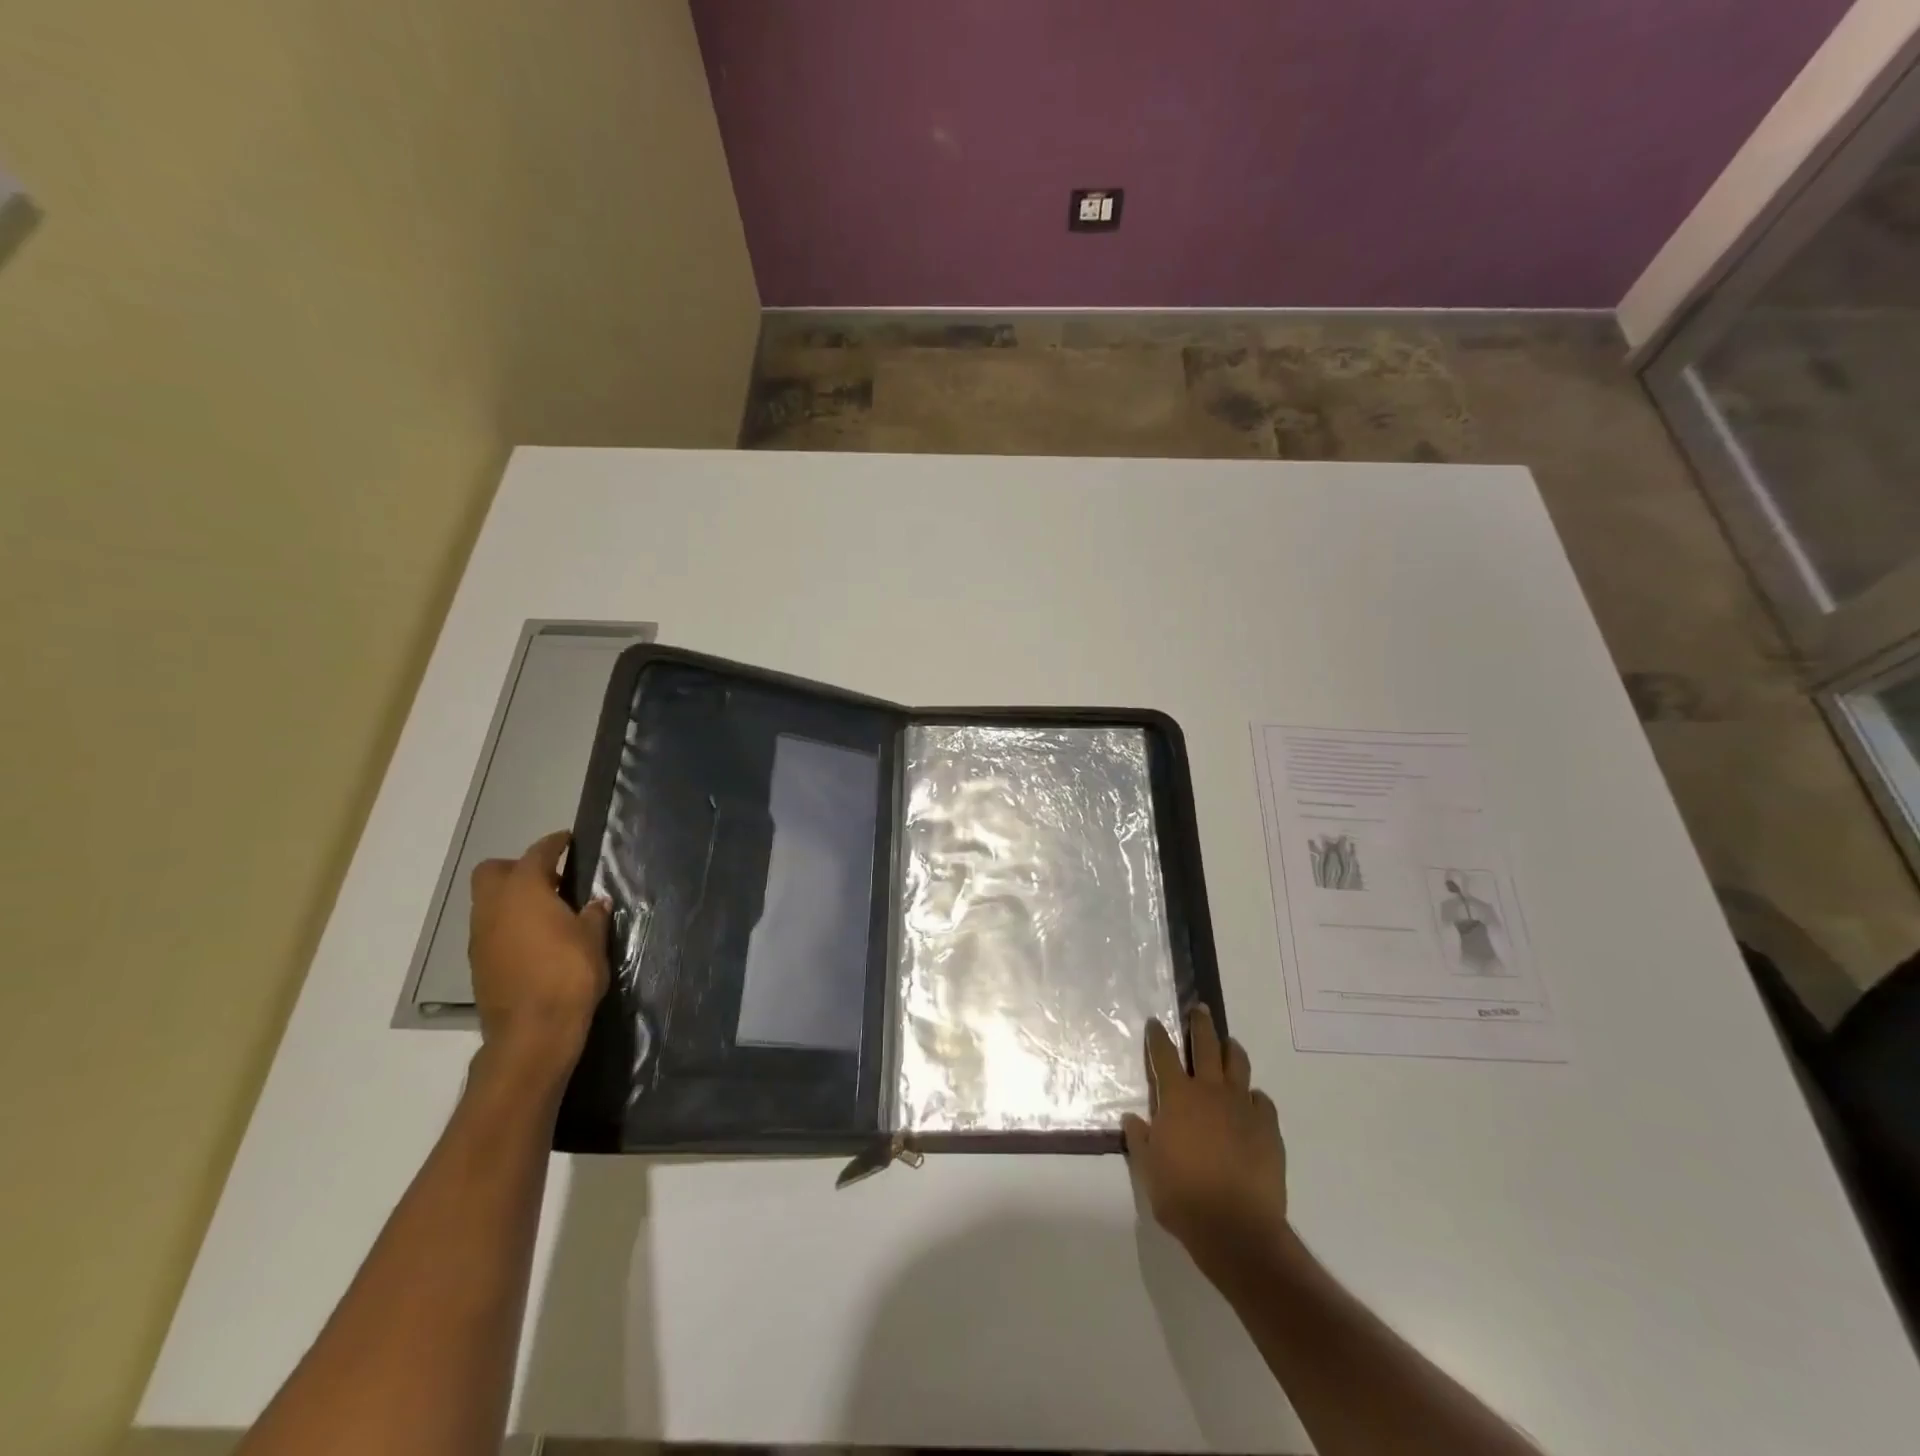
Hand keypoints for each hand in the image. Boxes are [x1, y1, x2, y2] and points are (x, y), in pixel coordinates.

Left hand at [468, 830, 610, 1085]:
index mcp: (524, 891)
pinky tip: (536, 939)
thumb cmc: (569, 974)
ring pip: (488, 901)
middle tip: (550, 877)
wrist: (533, 1031)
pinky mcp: (479, 963)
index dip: (553, 844)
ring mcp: (481, 937)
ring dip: (512, 898)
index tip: (567, 840)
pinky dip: (508, 924)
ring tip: (547, 910)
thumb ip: (593, 914)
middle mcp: (494, 908)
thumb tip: (595, 902)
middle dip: (517, 867)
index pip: (537, 854)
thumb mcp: (593, 939)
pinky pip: (490, 928)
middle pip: (492, 871)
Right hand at [1123, 1007, 1289, 1280]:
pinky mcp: (1268, 1128)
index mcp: (1178, 1098)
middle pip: (1205, 1045)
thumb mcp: (1149, 1170)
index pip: (1163, 1055)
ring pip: (1238, 1064)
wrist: (1237, 1229)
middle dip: (1200, 1024)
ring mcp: (1242, 1107)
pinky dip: (1254, 1097)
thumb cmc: (1183, 1197)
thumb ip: (1140, 1139)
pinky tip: (1251, 1103)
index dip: (1158, 1036)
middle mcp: (1210, 1092)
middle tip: (1200, 1009)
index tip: (1155, 1022)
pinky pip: (1262, 1101)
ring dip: (1231, 1050)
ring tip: (1228, 1044)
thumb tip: (1133, 1118)